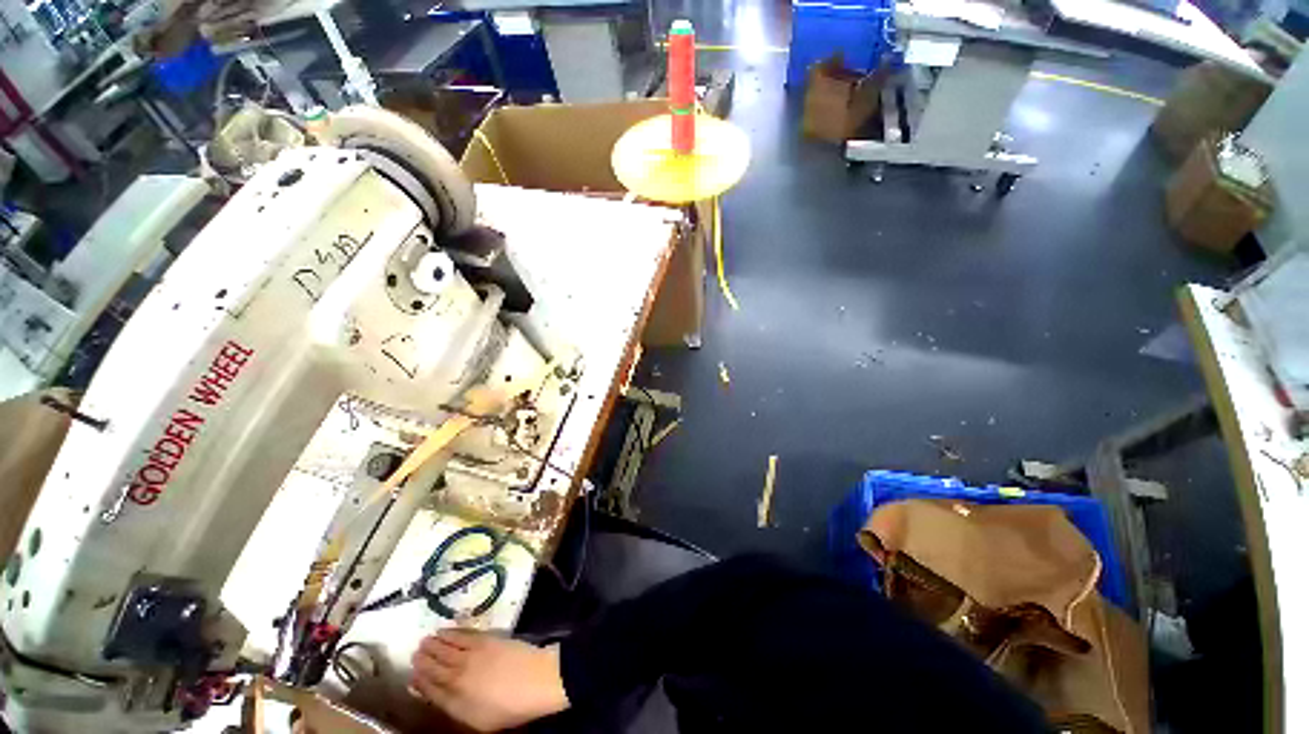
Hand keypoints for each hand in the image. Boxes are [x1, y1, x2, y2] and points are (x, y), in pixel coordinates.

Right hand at [410, 629, 569, 731]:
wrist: (537, 681)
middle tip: (414, 654)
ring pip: (444, 649)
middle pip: (434, 668)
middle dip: (422, 661)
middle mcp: (457, 678)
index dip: (419, 683)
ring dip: (433, 645)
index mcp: (455, 703)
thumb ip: (455, 708)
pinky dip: (450, 633)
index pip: (430, 692)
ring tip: (424, 641)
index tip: (412, 676)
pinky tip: (443, 631)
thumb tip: (436, 696)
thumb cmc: (510, 707)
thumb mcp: (478, 721)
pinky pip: (461, 635)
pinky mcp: (484, 640)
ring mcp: (470, 657)